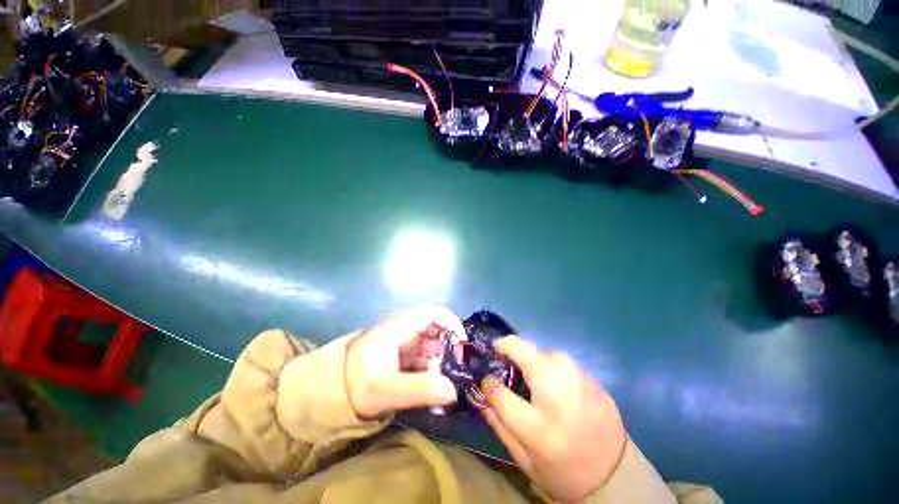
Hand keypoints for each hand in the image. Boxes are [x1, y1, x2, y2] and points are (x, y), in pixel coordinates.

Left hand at [345, 305, 463, 417]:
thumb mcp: (385, 390)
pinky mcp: (403, 354)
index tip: (461, 347)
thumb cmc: (353, 383)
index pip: (433, 312)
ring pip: (433, 343)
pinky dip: (433, 368)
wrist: (326, 390)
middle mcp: (405, 329)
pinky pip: (425, 356)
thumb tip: (454, 390)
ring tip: (448, 383)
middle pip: (437, 328)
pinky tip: (435, 386)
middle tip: (457, 372)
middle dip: (450, 347)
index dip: (452, 324)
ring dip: (443, 360)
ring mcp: (404, 341)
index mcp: (400, 327)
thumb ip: (419, 389)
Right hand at [481, 336, 626, 502]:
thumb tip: (483, 391)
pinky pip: (560, 364)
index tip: (487, 378)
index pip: (499, 384)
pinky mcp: (591, 375)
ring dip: (532, 364)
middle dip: (510, 355)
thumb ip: (498, 420)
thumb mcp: (524, 455)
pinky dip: (550, 371)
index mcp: (539, 412)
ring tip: (534, 387)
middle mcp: (559, 379)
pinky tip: (556, 391)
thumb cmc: (564, 468)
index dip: (489, 379)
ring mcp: (578, 373)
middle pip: (523, 349)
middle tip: (508, 374)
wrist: (617, 476)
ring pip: (542, 354)